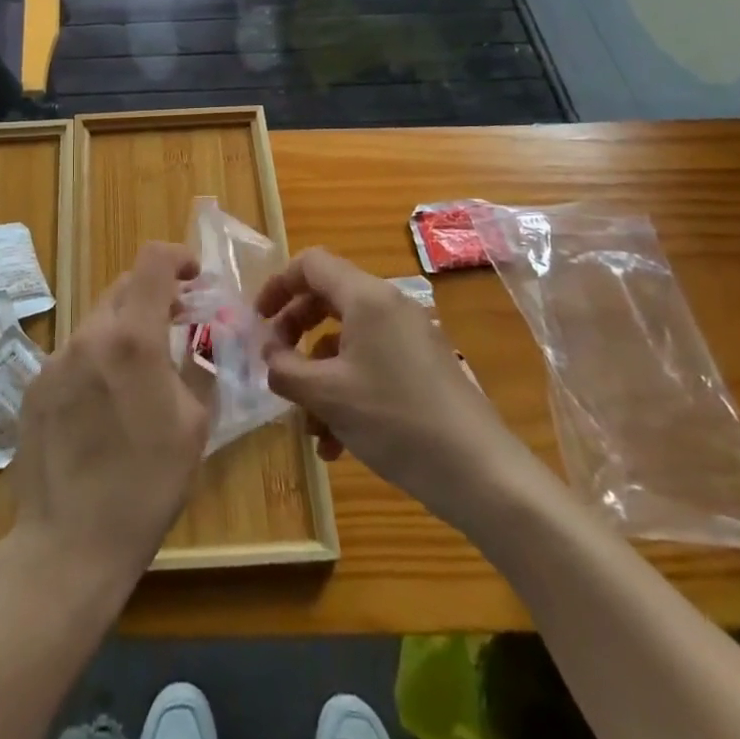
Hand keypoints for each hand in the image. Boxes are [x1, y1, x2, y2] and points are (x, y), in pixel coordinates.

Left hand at [11, 242, 215, 589]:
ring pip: (97, 322)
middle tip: (175, 324)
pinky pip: (73, 356)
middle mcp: (89, 335)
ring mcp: (54, 360)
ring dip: (123, 331)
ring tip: (138, 375)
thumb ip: (195, 365)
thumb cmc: (146, 487)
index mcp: (132, 338)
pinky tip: (102, 407)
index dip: (177, 257)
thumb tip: (200, 337)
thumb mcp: (193, 425)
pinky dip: (95, 360)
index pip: (152, 261)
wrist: (69, 544)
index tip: (194, 276)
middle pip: (123, 288)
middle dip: (153, 295)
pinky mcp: (33, 386)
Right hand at [256, 248, 525, 516]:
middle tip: (275, 365)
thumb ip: (285, 368)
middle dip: (295, 333)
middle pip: (327, 300)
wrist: (482, 474)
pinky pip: (372, 365)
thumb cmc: (396, 421)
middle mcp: (389, 306)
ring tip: (309, 427)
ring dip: (319, 377)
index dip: (277, 286)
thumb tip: (269, 354)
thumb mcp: (327, 395)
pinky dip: (347, 393)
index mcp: (365, 297)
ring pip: (347, 342)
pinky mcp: (423, 369)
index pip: (310, 264)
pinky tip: (337, 445)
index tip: (257, 321)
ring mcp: (410, 338)